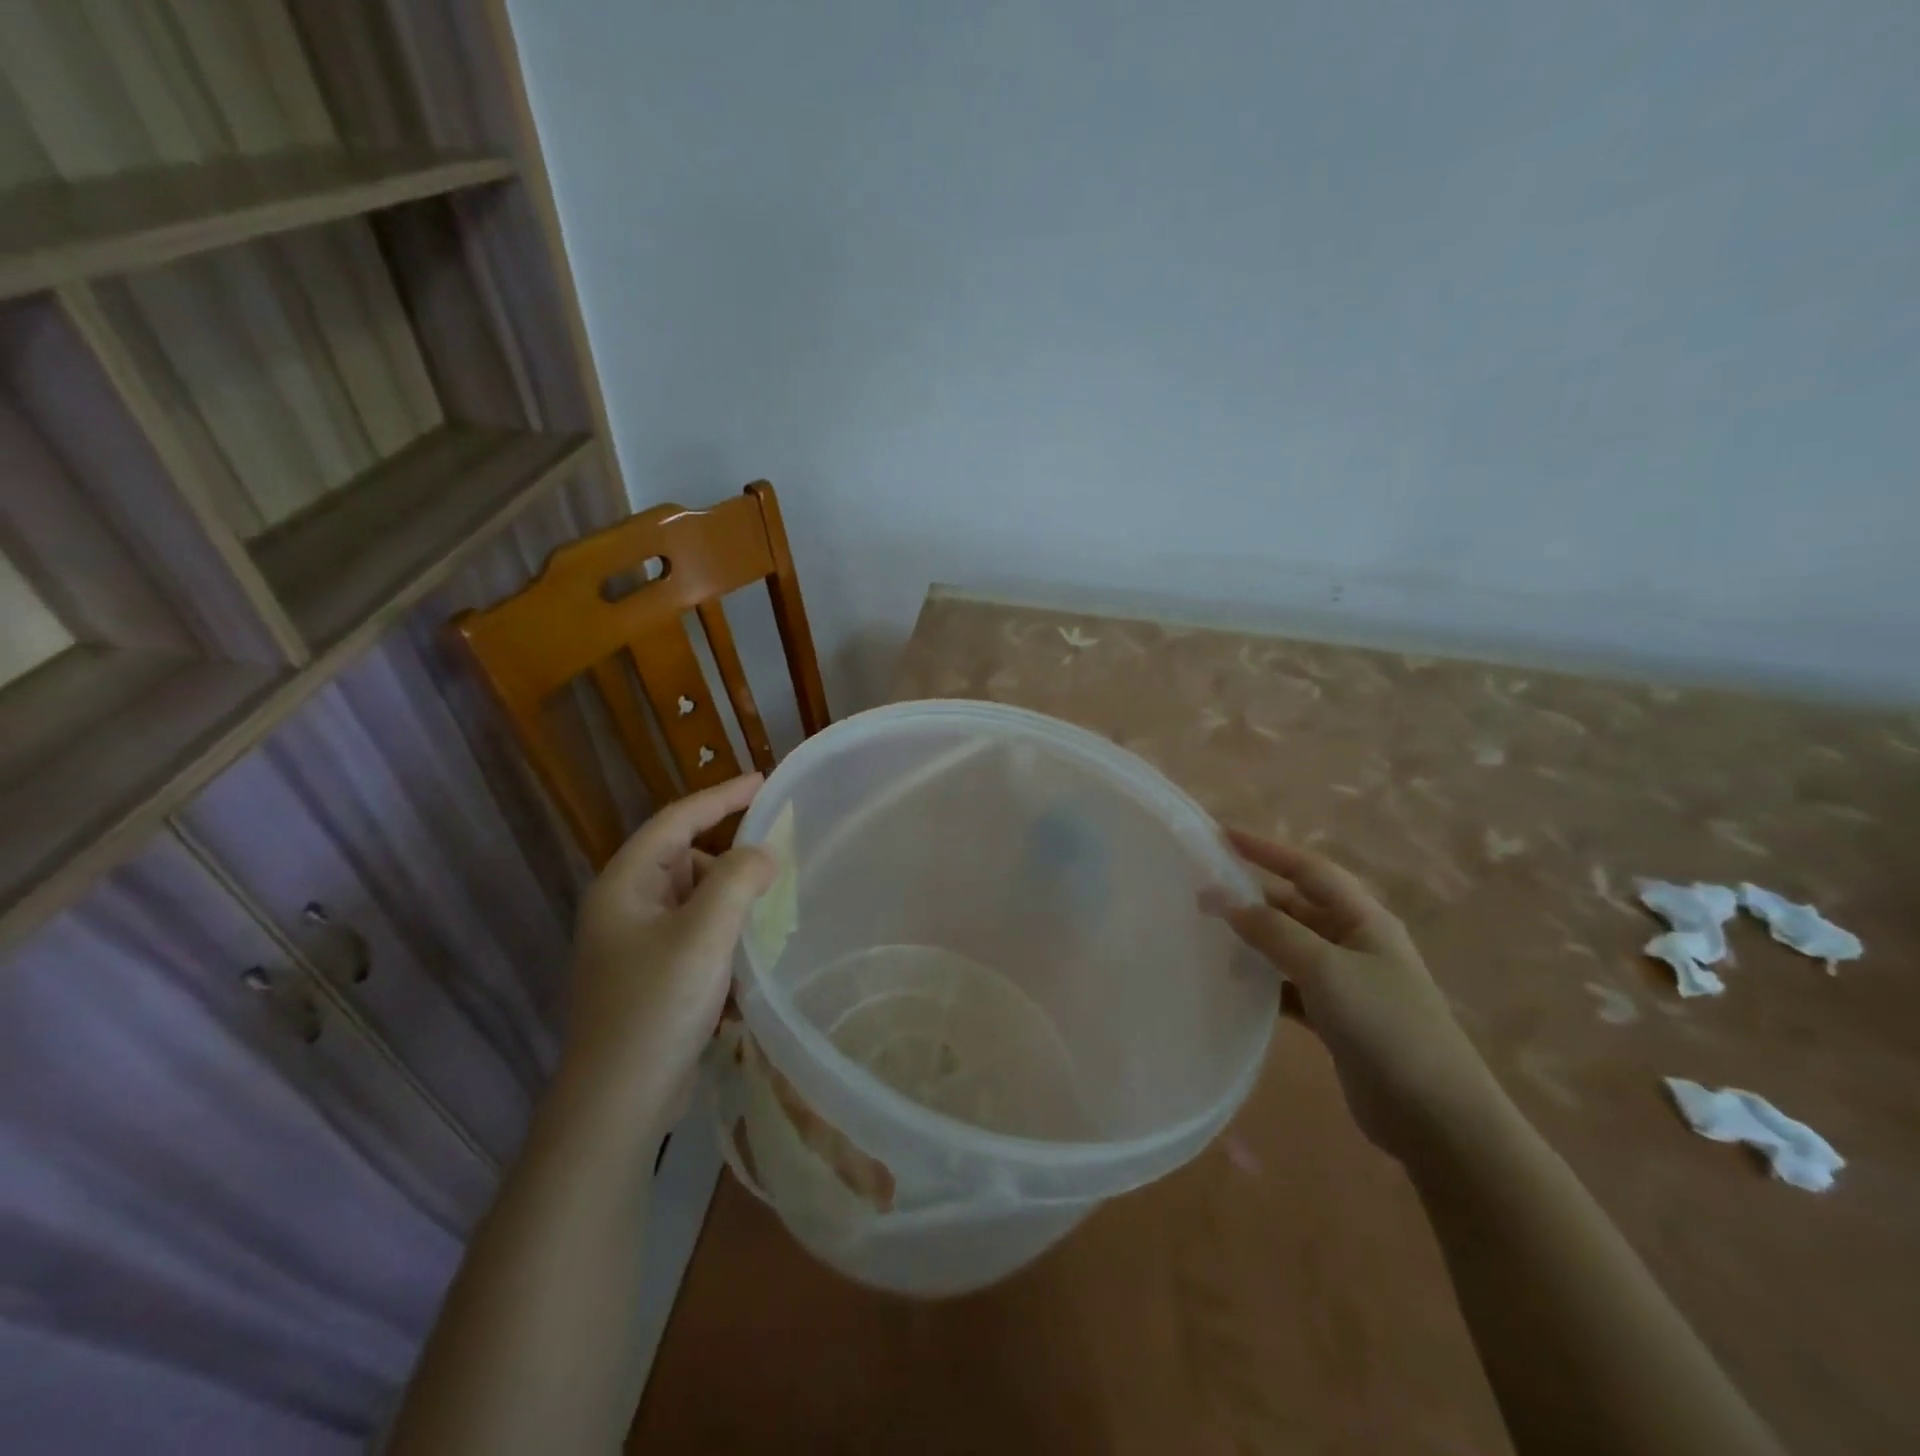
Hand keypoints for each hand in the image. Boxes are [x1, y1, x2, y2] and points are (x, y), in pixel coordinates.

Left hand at [562, 775, 775, 1137]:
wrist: (618, 1104)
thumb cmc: (657, 1006)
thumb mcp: (706, 934)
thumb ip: (740, 879)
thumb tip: (764, 854)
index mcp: (625, 885)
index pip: (676, 821)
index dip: (721, 797)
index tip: (764, 782)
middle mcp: (625, 908)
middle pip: (687, 860)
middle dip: (732, 862)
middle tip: (779, 866)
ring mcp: (636, 946)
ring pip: (695, 902)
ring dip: (732, 905)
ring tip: (770, 918)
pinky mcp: (652, 978)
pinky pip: (697, 937)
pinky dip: (725, 938)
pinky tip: (750, 961)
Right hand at [1205, 829, 1500, 1161]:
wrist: (1436, 1118)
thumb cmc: (1386, 1027)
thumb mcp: (1326, 970)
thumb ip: (1274, 932)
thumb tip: (1225, 901)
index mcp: (1364, 919)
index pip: (1308, 869)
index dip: (1266, 849)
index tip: (1221, 835)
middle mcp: (1355, 942)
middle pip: (1296, 905)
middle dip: (1252, 897)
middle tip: (1200, 895)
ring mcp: (1347, 982)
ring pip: (1289, 946)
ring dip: (1254, 939)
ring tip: (1208, 938)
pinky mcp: (1336, 1018)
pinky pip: (1290, 985)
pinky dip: (1263, 982)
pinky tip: (1235, 987)